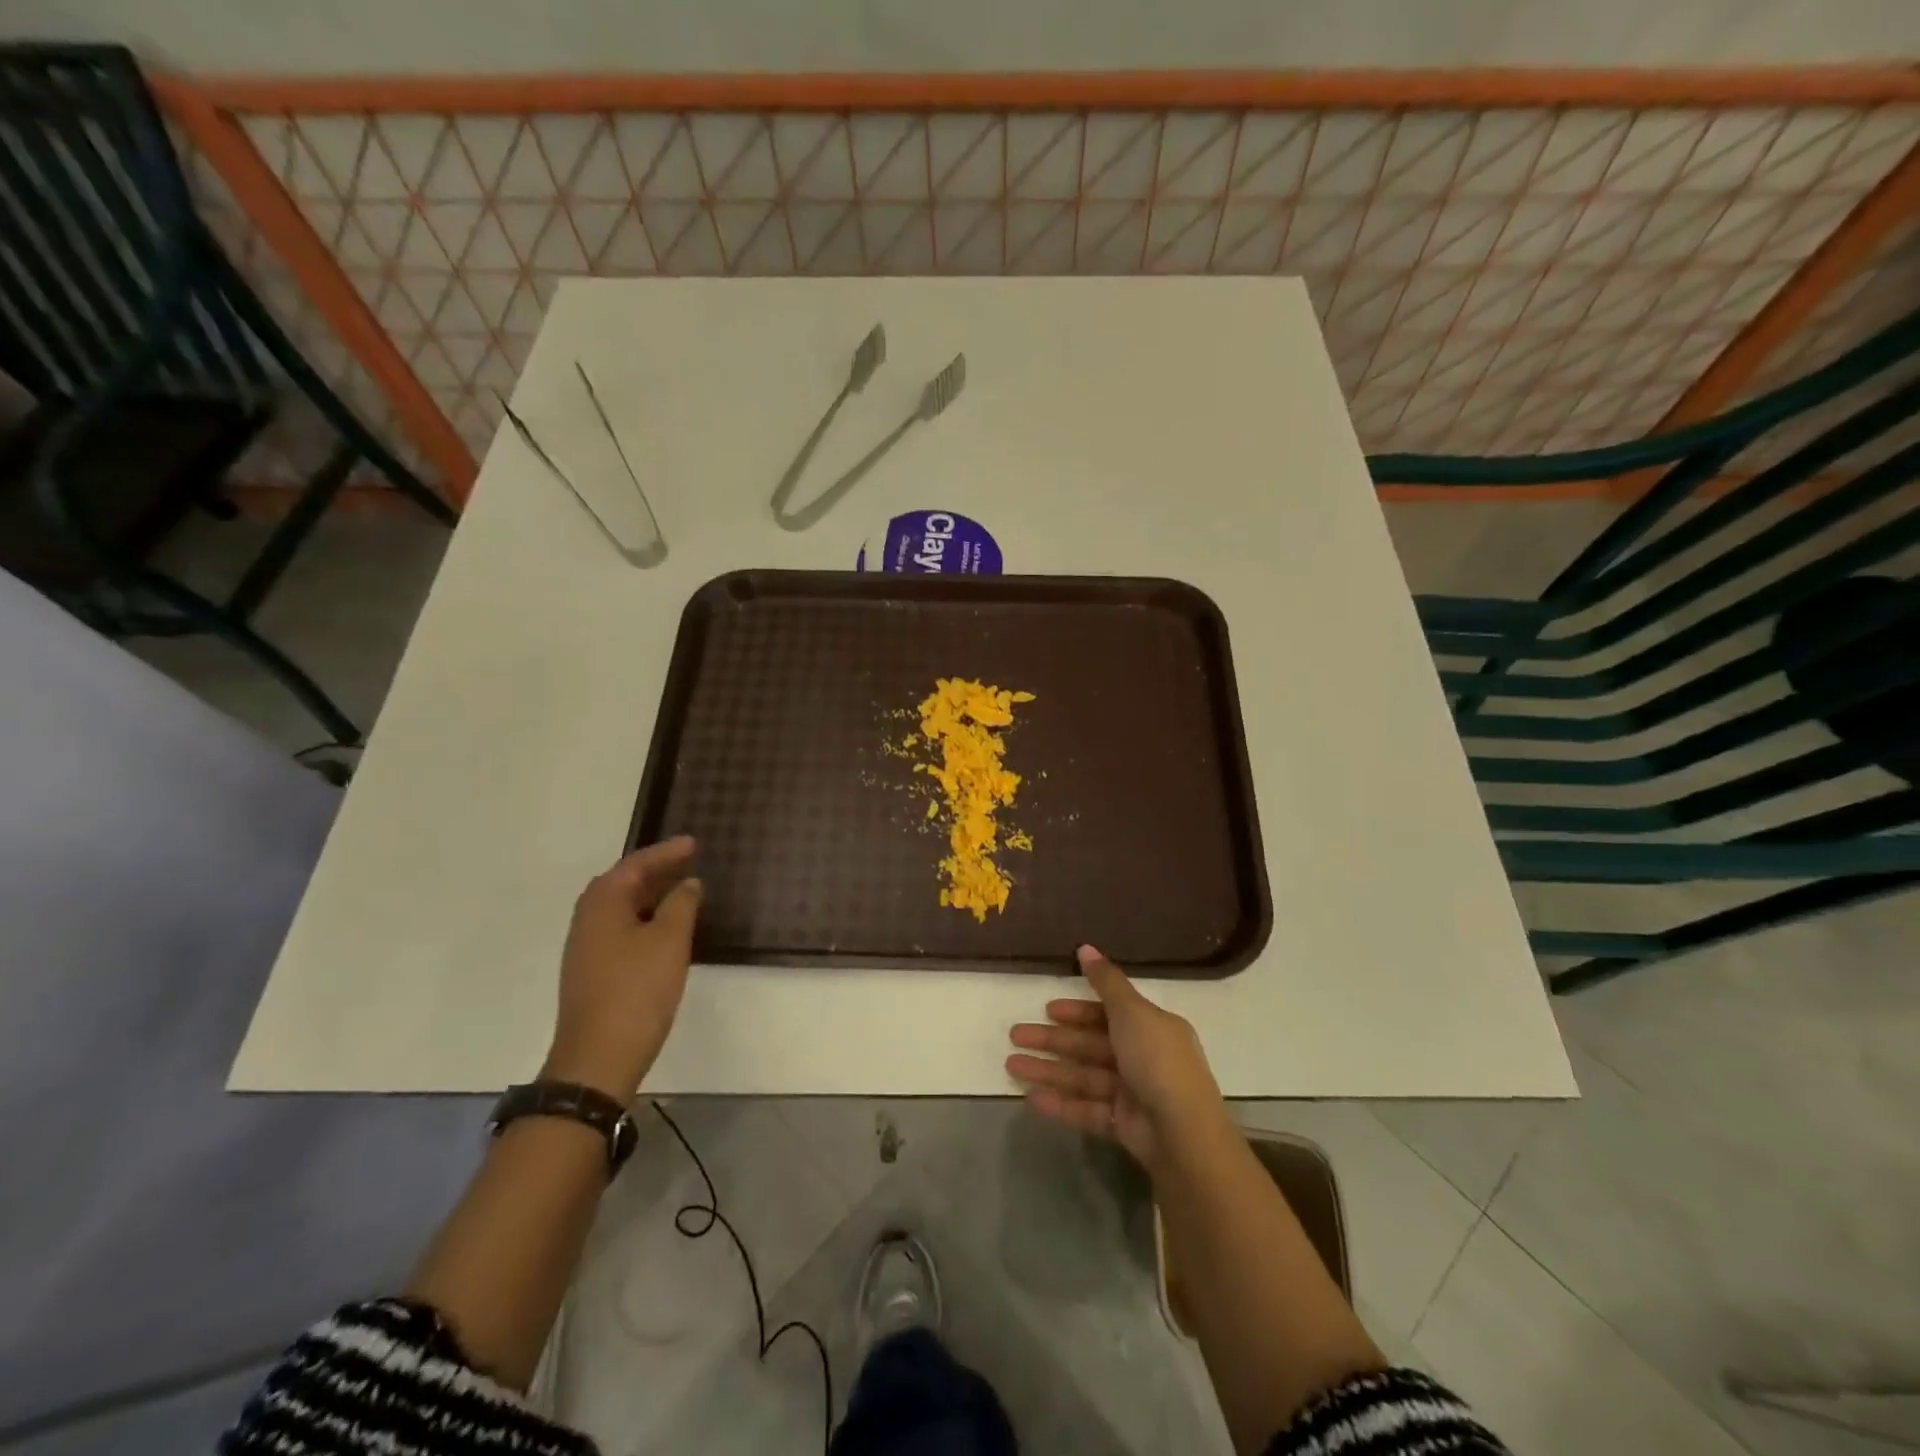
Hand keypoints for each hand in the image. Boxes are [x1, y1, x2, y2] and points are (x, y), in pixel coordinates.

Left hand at [543, 837, 702, 1101]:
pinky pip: (621, 928)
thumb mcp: (669, 941)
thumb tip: (687, 883)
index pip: (636, 865)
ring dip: (650, 895)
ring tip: (682, 889)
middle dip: (655, 870)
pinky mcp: (593, 971)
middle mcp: (588, 919)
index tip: (694, 843)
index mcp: (602, 904)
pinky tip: (665, 929)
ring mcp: (587, 948)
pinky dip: (645, 918)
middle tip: (688, 861)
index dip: (666, 852)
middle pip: (623, 883)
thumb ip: (682, 904)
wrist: (598, 1058)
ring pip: (621, 907)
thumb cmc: (637, 991)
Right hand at [1006, 945, 1231, 1168]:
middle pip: (1089, 1045)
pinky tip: (1031, 1099)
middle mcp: (1142, 1058)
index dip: (1077, 1012)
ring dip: (1048, 1070)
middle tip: (1016, 1035)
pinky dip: (1061, 1103)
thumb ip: (1106, 981)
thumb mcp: (1132, 1011)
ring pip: (1083, 1076)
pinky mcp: (1122, 1124)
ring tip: (1011, 1065)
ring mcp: (1132, 1093)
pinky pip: (1086, 1109)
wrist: (1182, 1131)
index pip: (1108, 1015)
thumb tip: (1085, 946)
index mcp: (1151, 1028)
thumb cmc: (1156, 1059)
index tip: (1048, 1010)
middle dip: (1052, 1040)